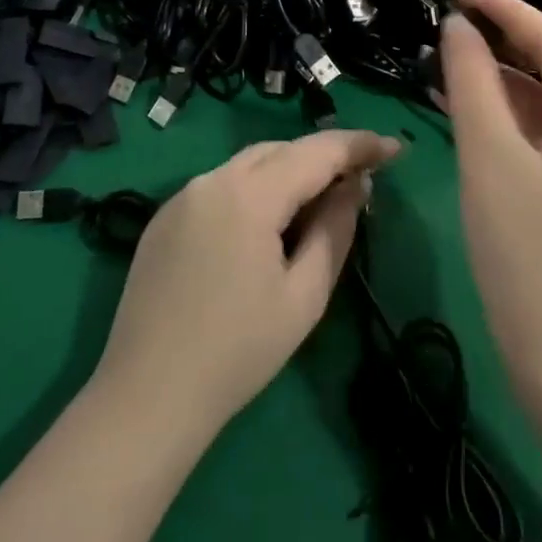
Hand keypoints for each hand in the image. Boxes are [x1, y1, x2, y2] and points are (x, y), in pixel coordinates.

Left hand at [92, 128, 400, 437]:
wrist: (146, 396)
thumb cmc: (238, 352)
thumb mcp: (304, 296)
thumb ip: (335, 229)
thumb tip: (356, 186)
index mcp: (249, 194)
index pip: (316, 152)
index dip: (360, 145)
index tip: (395, 148)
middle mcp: (212, 179)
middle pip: (280, 150)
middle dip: (323, 157)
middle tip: (359, 181)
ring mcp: (182, 196)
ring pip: (249, 164)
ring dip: (288, 172)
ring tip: (317, 202)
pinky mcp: (163, 217)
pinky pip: (221, 186)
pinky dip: (253, 190)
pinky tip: (264, 225)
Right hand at [440, 0, 541, 385]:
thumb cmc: (525, 249)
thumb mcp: (489, 154)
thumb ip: (471, 80)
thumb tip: (456, 25)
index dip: (501, 7)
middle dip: (498, 40)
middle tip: (444, 17)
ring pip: (541, 97)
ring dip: (494, 77)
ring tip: (441, 57)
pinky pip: (537, 129)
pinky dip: (499, 113)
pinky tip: (457, 103)